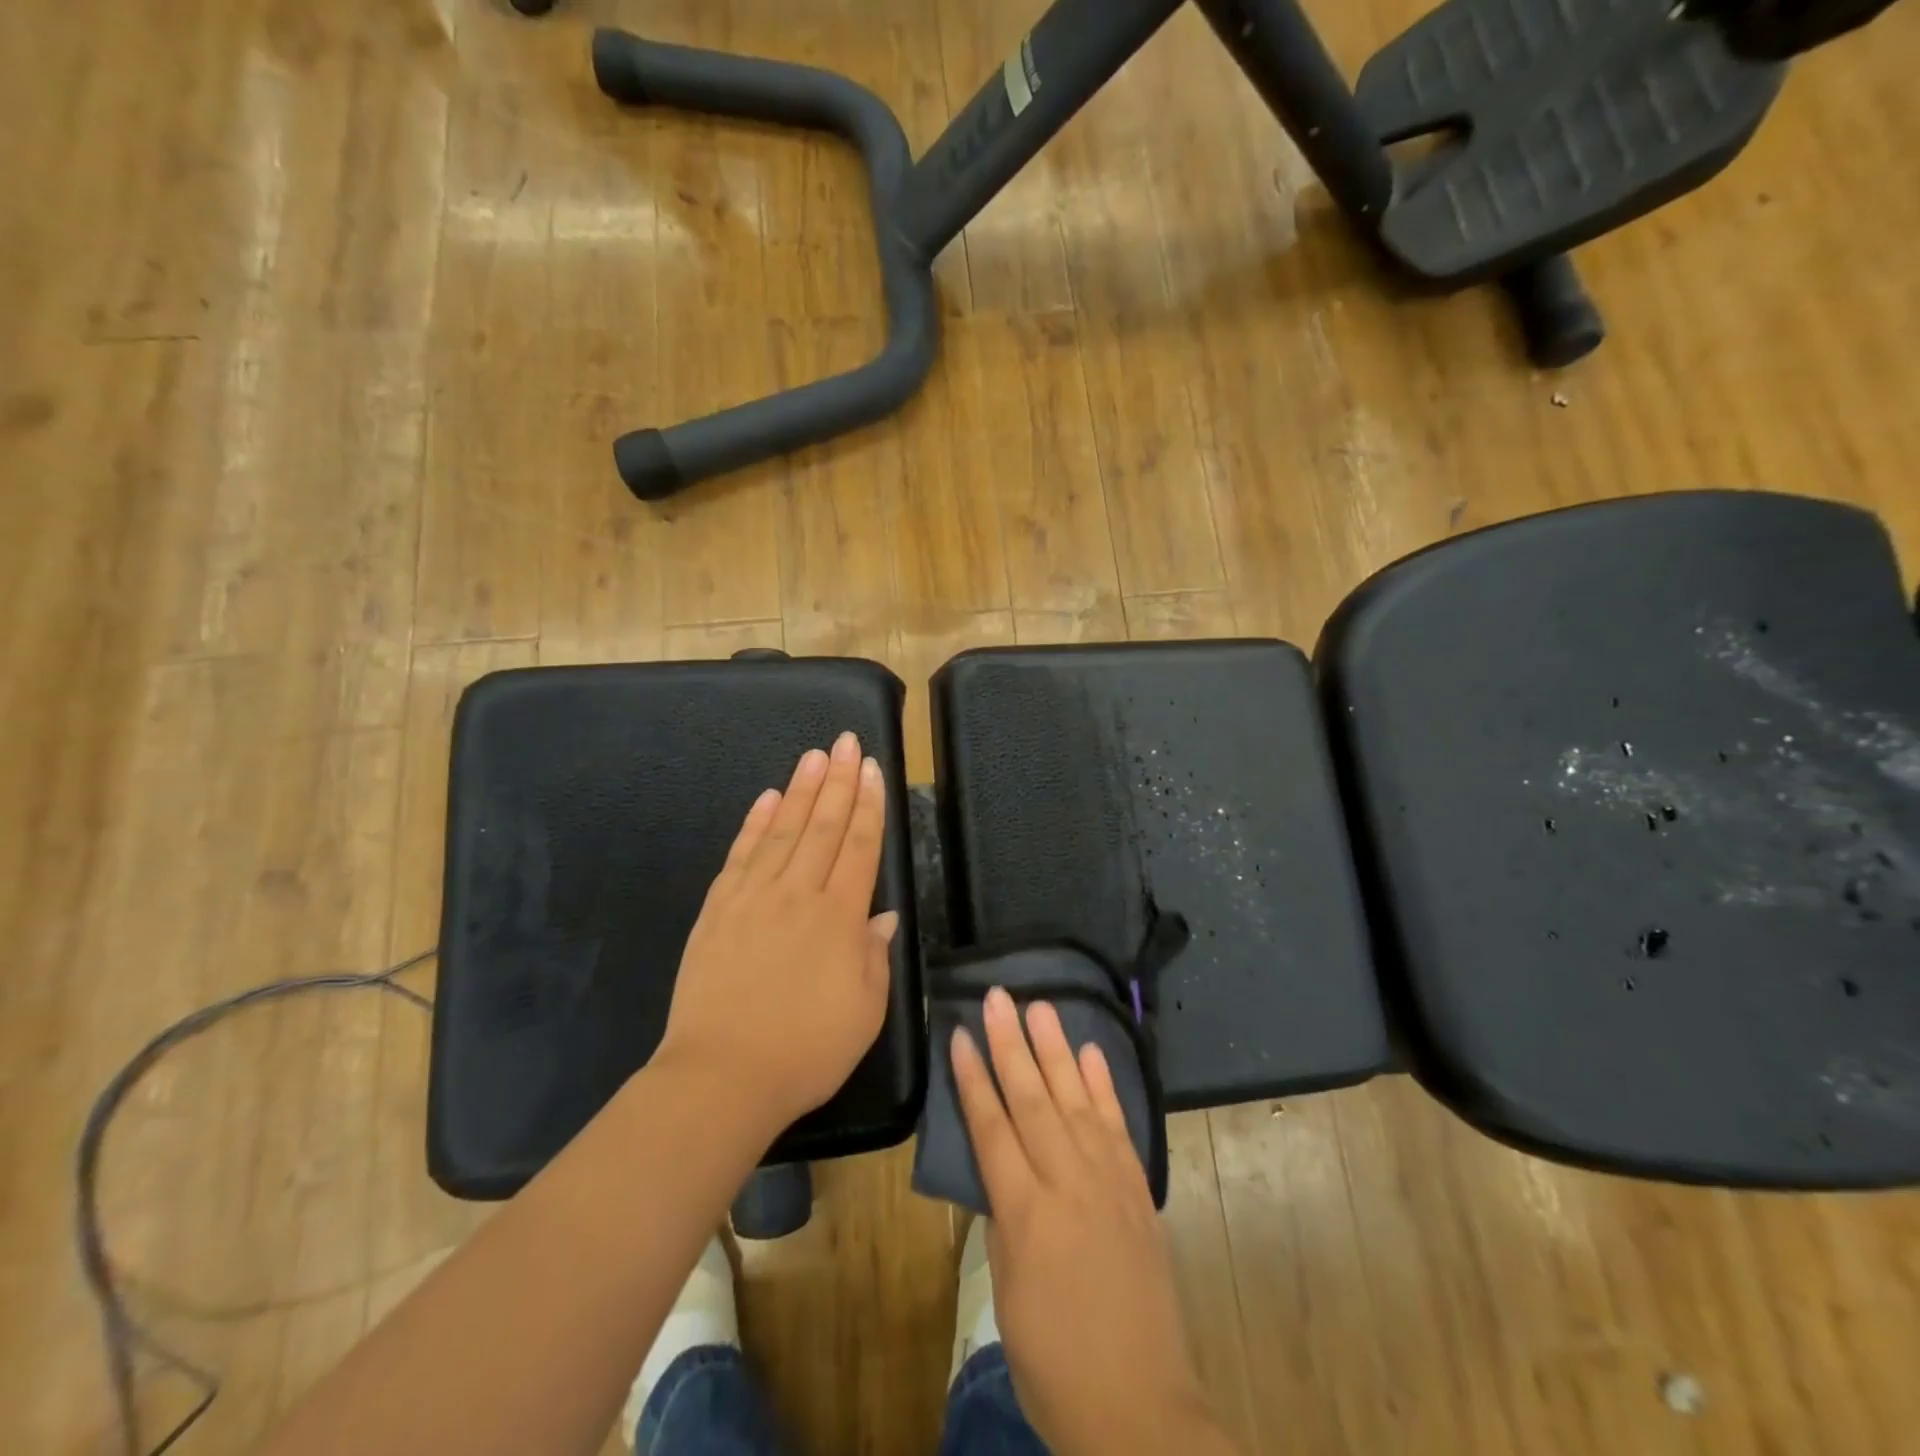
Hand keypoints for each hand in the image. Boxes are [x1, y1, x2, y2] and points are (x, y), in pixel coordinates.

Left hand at [658, 733, 897, 1136]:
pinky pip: (740, 855)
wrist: (721, 1077)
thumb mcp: (865, 1012)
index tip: (872, 769)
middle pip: (822, 826)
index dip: (868, 805)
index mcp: (839, 917)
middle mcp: (796, 894)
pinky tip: (766, 799)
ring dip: (799, 789)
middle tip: (845, 742)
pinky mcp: (717, 910)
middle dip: (837, 781)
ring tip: (813, 755)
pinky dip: (755, 823)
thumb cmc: (806, 1051)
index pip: (858, 846)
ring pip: (782, 830)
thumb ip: (875, 956)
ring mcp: (752, 898)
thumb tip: (881, 915)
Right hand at [951, 991, 1236, 1455]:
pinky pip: (1118, 1126)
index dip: (974, 1078)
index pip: (992, 1127)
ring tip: (1040, 1006)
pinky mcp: (1138, 1190)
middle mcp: (1069, 1183)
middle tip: (999, 996)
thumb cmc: (1053, 1360)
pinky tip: (1090, 1053)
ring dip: (1056, 1049)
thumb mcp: (1006, 1294)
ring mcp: (1109, 1182)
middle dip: (1012, 1044)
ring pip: (1076, 1100)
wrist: (1139, 1408)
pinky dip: (1103, 1086)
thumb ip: (1003, 1220)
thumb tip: (1002, 1171)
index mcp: (1026, 1213)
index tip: (962, 1035)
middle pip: (1033, 1099)